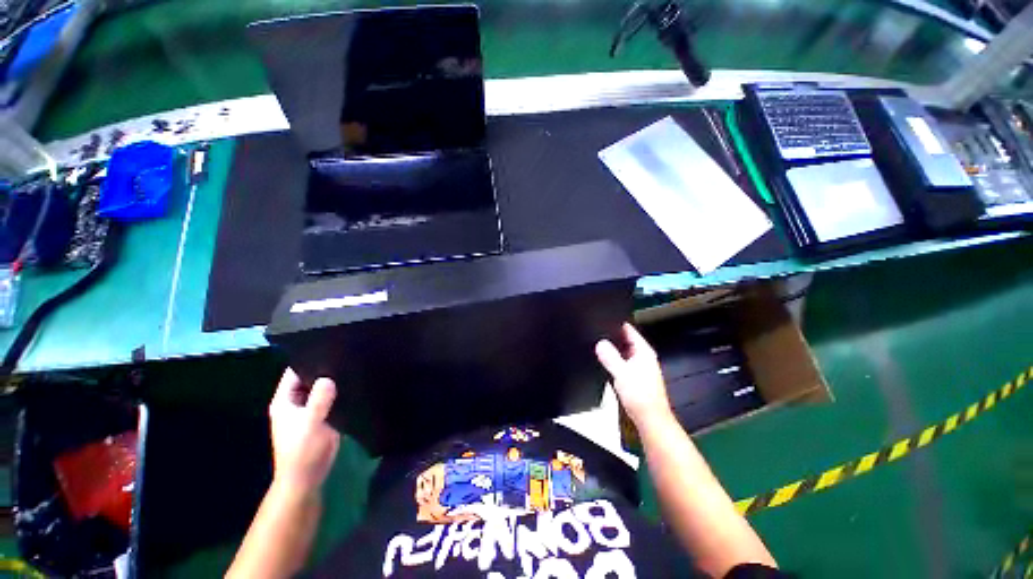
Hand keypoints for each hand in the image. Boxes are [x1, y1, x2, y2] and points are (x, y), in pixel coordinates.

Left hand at [268, 368, 340, 495]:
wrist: (306, 478)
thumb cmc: (303, 450)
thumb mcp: (312, 423)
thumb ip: (319, 399)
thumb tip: (328, 378)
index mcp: (284, 401)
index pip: (294, 372)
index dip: (309, 359)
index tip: (330, 348)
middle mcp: (294, 403)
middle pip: (308, 379)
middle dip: (324, 370)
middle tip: (346, 356)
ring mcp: (306, 411)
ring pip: (320, 390)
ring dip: (331, 383)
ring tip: (352, 368)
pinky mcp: (319, 419)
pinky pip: (328, 400)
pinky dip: (337, 394)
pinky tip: (352, 387)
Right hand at [596, 323, 671, 427]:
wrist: (649, 419)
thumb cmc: (642, 397)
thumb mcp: (622, 373)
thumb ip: (610, 357)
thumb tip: (600, 343)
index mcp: (643, 352)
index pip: (629, 330)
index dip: (616, 324)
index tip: (602, 320)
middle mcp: (642, 357)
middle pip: (624, 340)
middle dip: (611, 338)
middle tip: (596, 335)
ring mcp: (639, 366)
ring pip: (622, 352)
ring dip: (612, 351)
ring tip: (598, 349)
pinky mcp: (634, 376)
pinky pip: (621, 362)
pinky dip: (613, 361)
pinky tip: (604, 364)